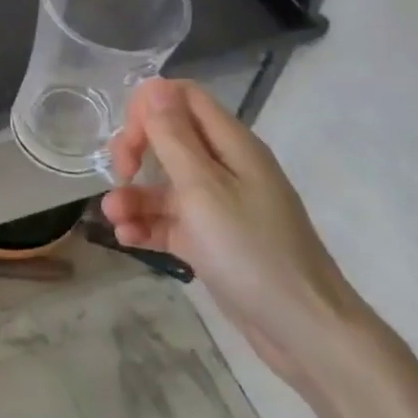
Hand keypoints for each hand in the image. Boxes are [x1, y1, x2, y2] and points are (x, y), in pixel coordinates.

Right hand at [102, 79, 368, 393]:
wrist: (303, 331)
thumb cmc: (251, 250)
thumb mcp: (203, 188)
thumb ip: (173, 137)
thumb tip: (155, 85)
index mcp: (231, 145)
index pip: (184, 97)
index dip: (150, 106)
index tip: (131, 137)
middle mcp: (225, 167)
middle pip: (169, 136)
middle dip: (136, 149)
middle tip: (121, 172)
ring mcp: (218, 205)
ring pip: (164, 183)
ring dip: (134, 195)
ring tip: (114, 218)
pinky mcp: (211, 240)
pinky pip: (170, 220)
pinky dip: (147, 225)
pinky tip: (127, 239)